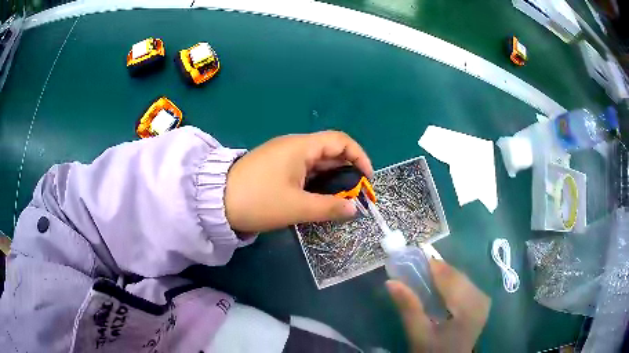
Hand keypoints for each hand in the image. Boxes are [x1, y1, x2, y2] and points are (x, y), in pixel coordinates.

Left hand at [224, 131, 372, 232]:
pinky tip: (319, 196)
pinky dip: (317, 180)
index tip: (367, 178)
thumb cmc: (258, 200)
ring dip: (332, 177)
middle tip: (356, 194)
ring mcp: (283, 156)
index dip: (359, 156)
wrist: (215, 201)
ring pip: (317, 162)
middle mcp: (294, 146)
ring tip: (341, 198)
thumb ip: (329, 208)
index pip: (340, 141)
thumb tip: (354, 209)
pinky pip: (304, 169)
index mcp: (301, 147)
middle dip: (347, 170)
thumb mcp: (296, 207)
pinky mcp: (275, 167)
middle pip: (330, 151)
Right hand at [386, 260, 490, 352]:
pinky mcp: (480, 302)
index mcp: (469, 307)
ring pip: (460, 278)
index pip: (450, 277)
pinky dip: (449, 283)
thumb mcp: (418, 333)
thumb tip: (390, 282)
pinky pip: (464, 284)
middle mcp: (481, 298)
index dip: (432, 265)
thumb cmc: (433, 352)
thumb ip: (408, 307)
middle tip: (413, 268)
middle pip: (456, 275)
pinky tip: (437, 287)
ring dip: (441, 276)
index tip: (411, 257)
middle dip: (435, 270)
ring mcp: (482, 300)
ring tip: (422, 276)